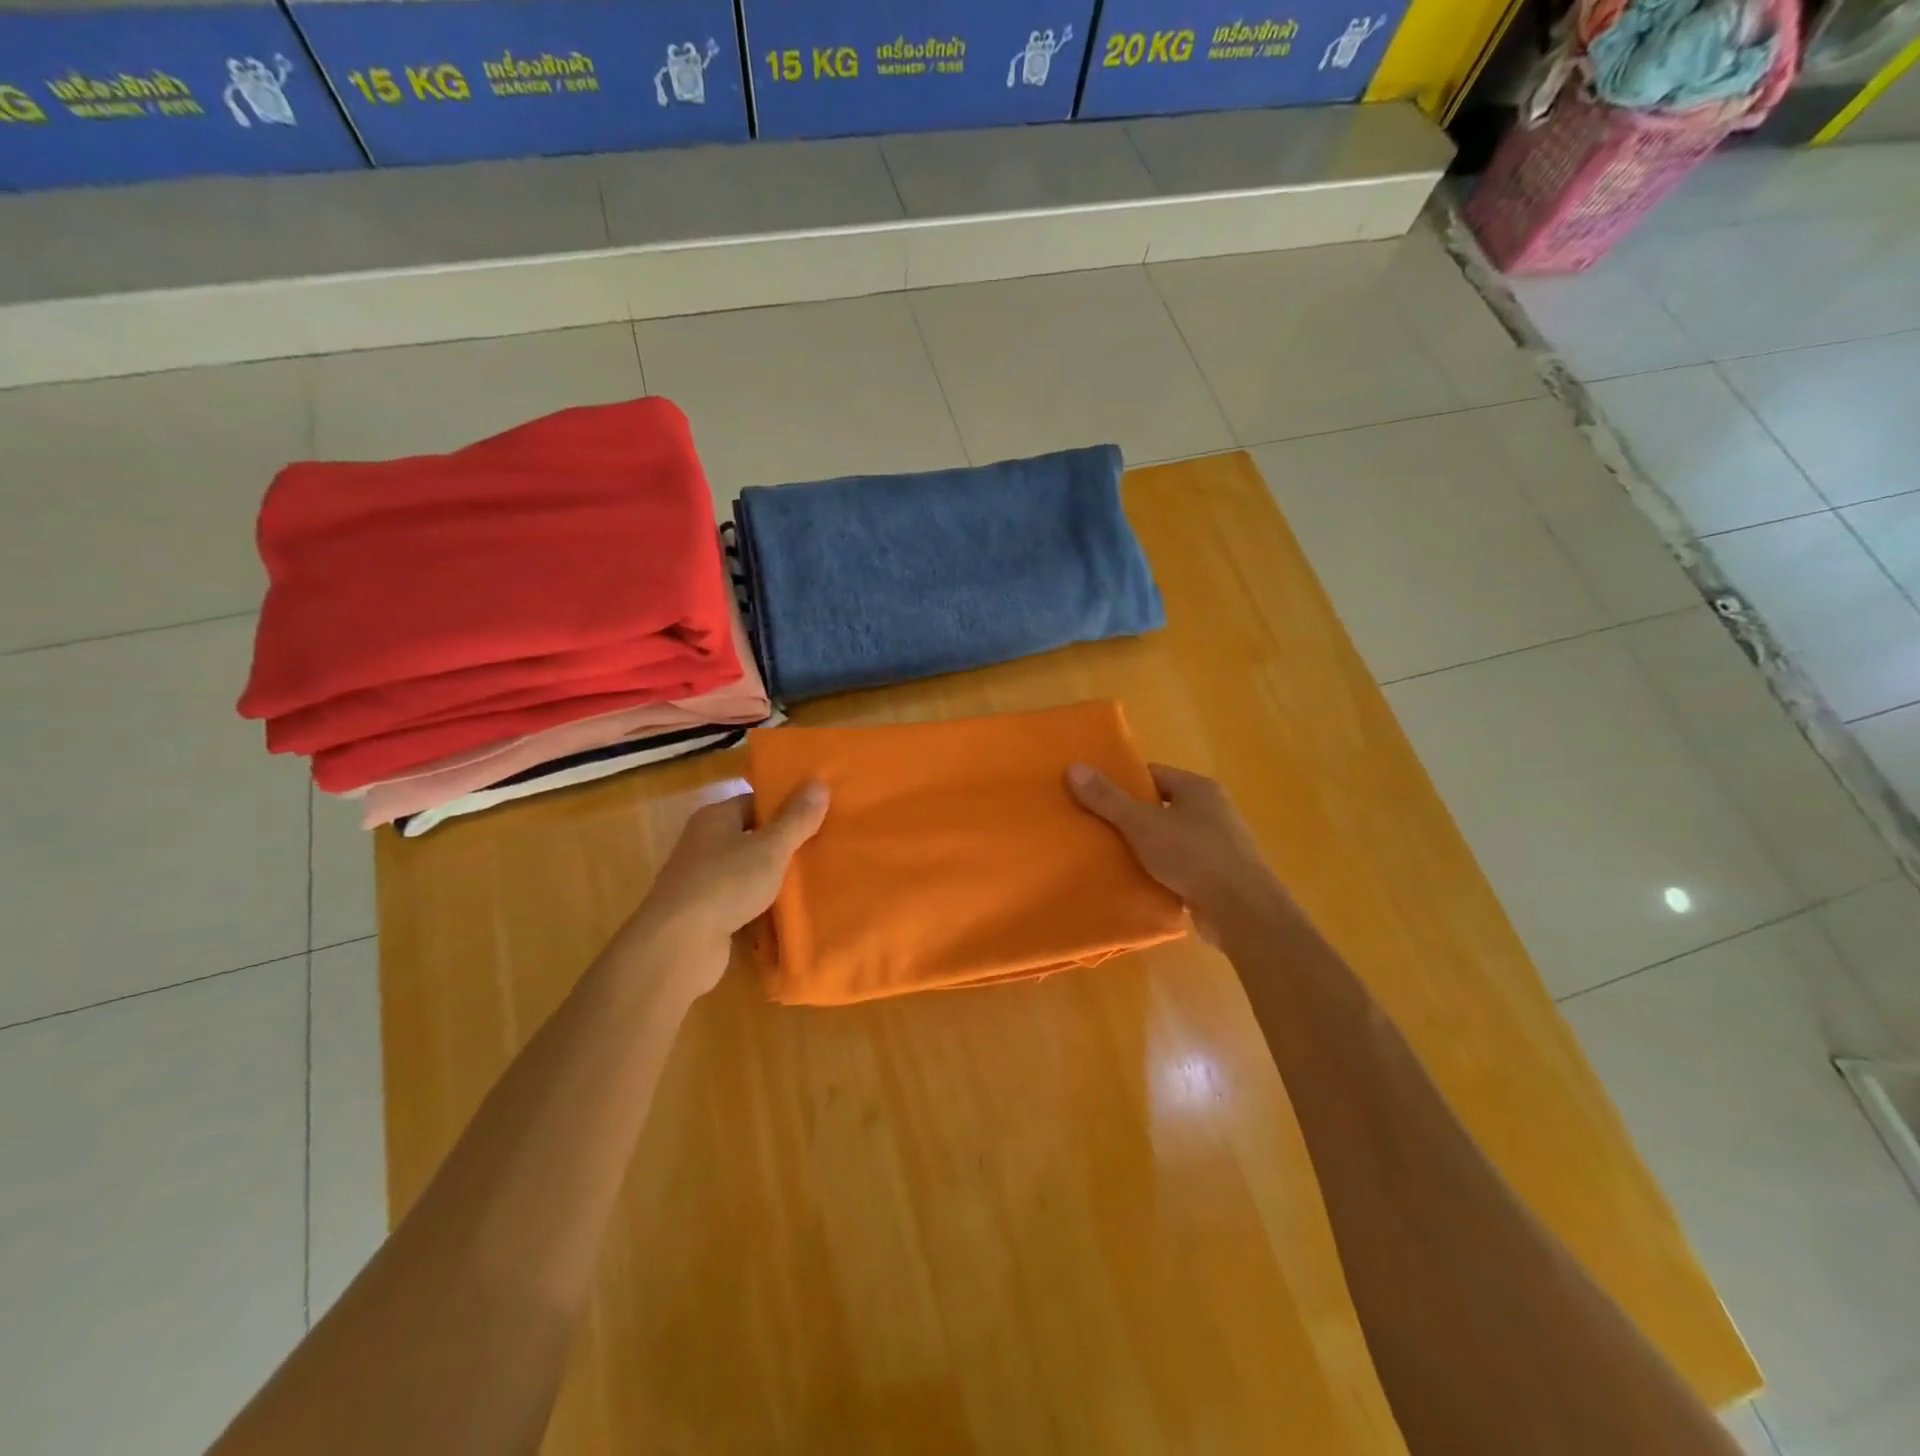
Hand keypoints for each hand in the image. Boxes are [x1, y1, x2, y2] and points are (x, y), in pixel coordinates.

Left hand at [627, 781, 829, 995]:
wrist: (679, 945)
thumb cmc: (726, 883)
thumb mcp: (770, 848)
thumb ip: (796, 819)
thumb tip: (819, 782)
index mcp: (715, 817)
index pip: (755, 801)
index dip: (786, 806)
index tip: (819, 814)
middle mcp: (703, 843)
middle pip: (751, 835)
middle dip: (783, 843)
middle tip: (823, 845)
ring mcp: (701, 880)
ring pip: (746, 870)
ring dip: (773, 876)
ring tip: (813, 877)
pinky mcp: (704, 913)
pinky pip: (740, 899)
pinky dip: (761, 903)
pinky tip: (788, 909)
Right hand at [1068, 762, 1281, 944]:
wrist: (1242, 911)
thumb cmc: (1193, 856)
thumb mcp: (1142, 824)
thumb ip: (1107, 799)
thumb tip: (1074, 767)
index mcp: (1199, 788)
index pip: (1153, 775)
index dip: (1123, 784)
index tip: (1094, 797)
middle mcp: (1213, 810)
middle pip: (1161, 806)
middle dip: (1131, 817)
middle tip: (1096, 828)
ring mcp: (1220, 844)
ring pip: (1170, 838)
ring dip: (1146, 847)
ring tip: (1111, 856)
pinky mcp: (1220, 876)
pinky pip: (1181, 865)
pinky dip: (1161, 871)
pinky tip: (1139, 881)